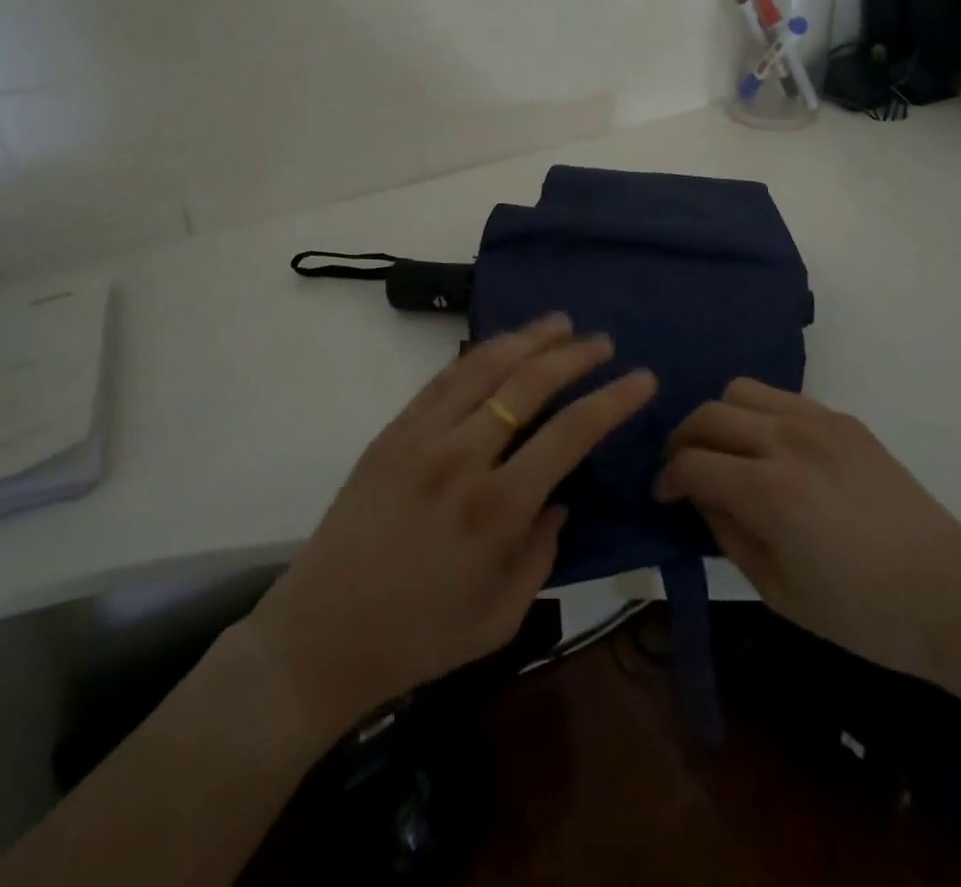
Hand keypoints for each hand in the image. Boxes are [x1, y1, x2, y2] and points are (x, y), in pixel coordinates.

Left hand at [243, 314, 656, 739]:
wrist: (318, 636)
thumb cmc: (418, 638)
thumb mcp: (501, 616)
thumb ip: (542, 552)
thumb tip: (559, 499)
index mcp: (497, 509)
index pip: (570, 434)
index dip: (612, 401)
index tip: (641, 378)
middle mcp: (462, 458)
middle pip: (528, 384)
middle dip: (573, 355)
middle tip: (602, 341)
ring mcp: (421, 438)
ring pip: (483, 367)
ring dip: (526, 339)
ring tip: (558, 323)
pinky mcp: (391, 433)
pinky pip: (442, 380)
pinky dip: (477, 356)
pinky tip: (499, 347)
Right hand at [655, 379, 960, 679]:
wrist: (951, 597)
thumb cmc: (861, 612)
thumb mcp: (777, 591)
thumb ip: (727, 533)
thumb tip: (701, 496)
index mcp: (769, 489)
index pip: (692, 462)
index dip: (667, 477)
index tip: (662, 494)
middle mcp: (787, 439)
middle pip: (709, 414)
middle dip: (683, 440)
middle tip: (683, 470)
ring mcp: (818, 422)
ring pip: (741, 390)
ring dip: (720, 417)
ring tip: (726, 451)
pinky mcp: (843, 420)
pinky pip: (782, 397)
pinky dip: (759, 413)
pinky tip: (770, 448)